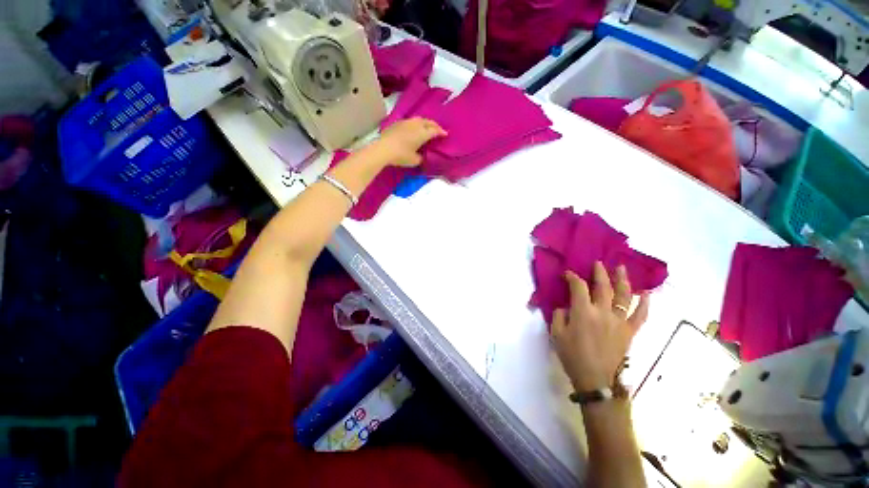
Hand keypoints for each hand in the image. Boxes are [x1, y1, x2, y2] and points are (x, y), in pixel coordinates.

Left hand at [376, 118, 446, 166]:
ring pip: (419, 120)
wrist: (383, 149)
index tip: (445, 134)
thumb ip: (421, 157)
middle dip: (434, 125)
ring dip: (425, 123)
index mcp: (422, 133)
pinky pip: (410, 121)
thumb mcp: (414, 160)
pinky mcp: (397, 123)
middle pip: (428, 122)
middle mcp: (416, 124)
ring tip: (426, 128)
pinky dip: (415, 124)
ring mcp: (406, 122)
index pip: (435, 131)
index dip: (441, 132)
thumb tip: (422, 156)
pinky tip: (413, 129)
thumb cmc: (401, 155)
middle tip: (438, 130)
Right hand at [551, 262, 649, 392]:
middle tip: (598, 263)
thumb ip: (559, 315)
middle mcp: (603, 312)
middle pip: (603, 286)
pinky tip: (646, 294)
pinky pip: (640, 316)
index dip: (572, 277)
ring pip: (624, 296)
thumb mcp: (556, 334)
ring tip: (621, 269)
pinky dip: (644, 304)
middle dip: (599, 272)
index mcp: (583, 312)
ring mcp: (619, 321)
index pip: (578, 286)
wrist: (595, 380)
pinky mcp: (629, 332)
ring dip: (622, 280)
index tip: (567, 275)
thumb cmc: (572, 356)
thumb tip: (566, 307)